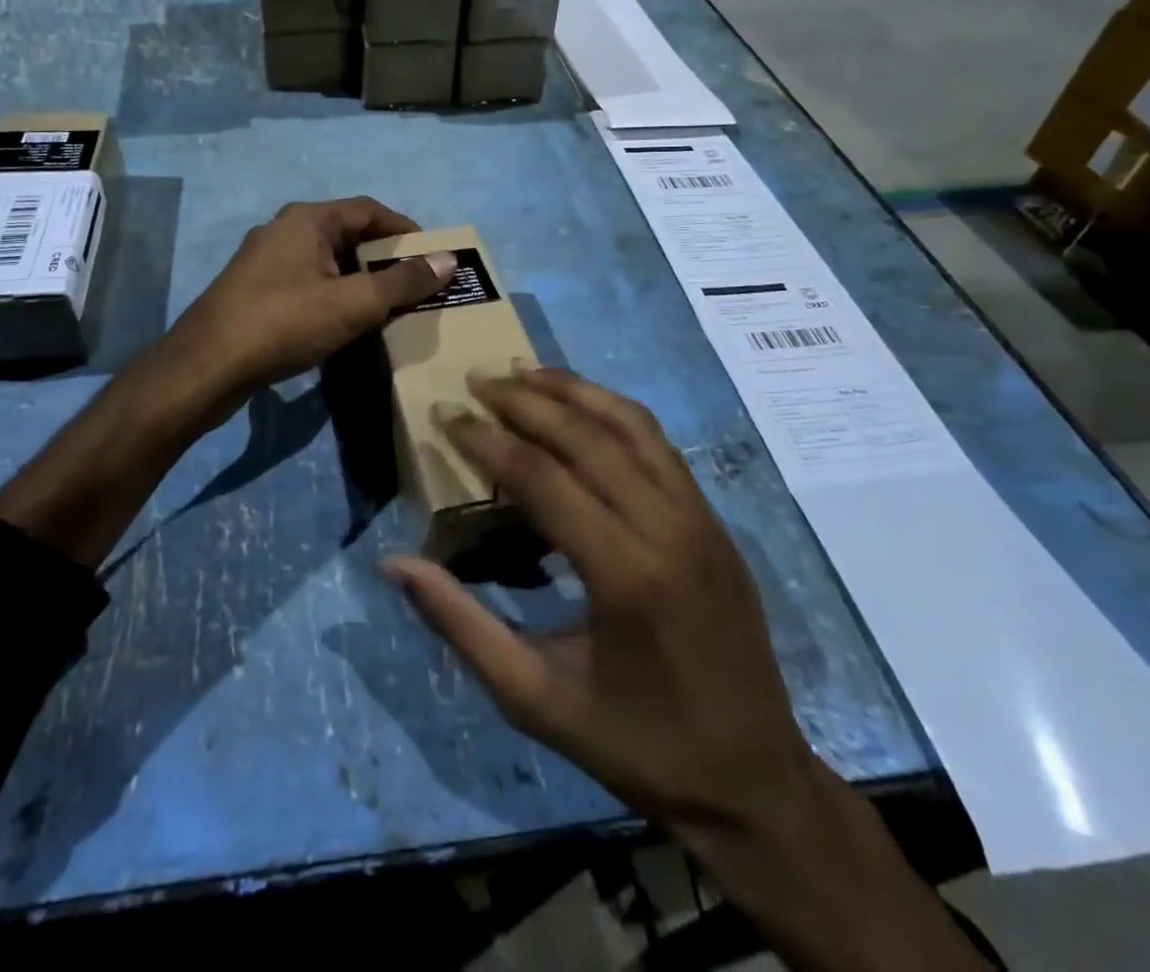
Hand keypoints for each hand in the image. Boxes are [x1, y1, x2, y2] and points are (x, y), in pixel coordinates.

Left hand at [170, 197, 455, 405]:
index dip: (405, 230)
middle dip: (384, 258)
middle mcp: (285, 230)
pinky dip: (334, 295)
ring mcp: (265, 261)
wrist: (206, 366)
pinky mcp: (255, 291)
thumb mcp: (352, 303)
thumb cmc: (284, 323)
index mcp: (308, 219)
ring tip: (388, 306)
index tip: (432, 255)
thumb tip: (448, 261)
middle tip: (415, 284)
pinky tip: (345, 323)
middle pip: (348, 234)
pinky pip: (308, 283)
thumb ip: (402, 283)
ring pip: (326, 261)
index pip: (369, 210)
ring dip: (359, 279)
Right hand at [385, 366, 993, 971]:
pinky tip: (582, 405)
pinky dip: (614, 411)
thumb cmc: (636, 746)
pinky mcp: (715, 519)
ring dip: (573, 389)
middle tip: (475, 377)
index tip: (444, 414)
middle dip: (523, 400)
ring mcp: (700, 517)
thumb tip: (395, 564)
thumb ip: (462, 625)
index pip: (542, 477)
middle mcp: (668, 527)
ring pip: (631, 424)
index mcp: (624, 575)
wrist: (753, 780)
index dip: (485, 439)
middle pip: (586, 436)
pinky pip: (660, 444)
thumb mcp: (534, 699)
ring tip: (523, 369)